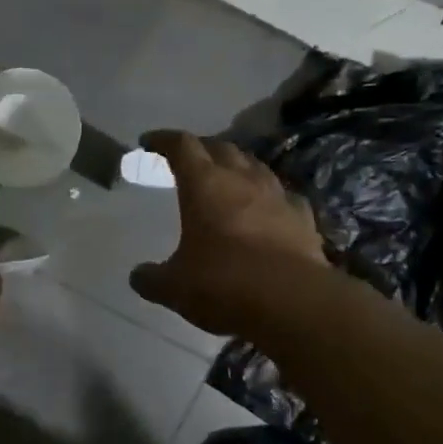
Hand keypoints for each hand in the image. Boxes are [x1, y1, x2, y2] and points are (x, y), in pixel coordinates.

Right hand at [128, 131, 326, 335]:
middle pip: (221, 148)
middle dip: (201, 147)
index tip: (149, 142)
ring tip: (226, 176)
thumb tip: (138, 276)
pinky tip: (267, 207)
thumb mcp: (174, 287)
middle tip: (188, 158)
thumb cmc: (224, 284)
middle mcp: (242, 180)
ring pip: (255, 166)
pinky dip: (269, 196)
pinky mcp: (304, 219)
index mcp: (204, 185)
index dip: (163, 140)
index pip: (182, 146)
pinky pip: (283, 196)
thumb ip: (152, 278)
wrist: (293, 302)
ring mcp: (278, 197)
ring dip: (237, 166)